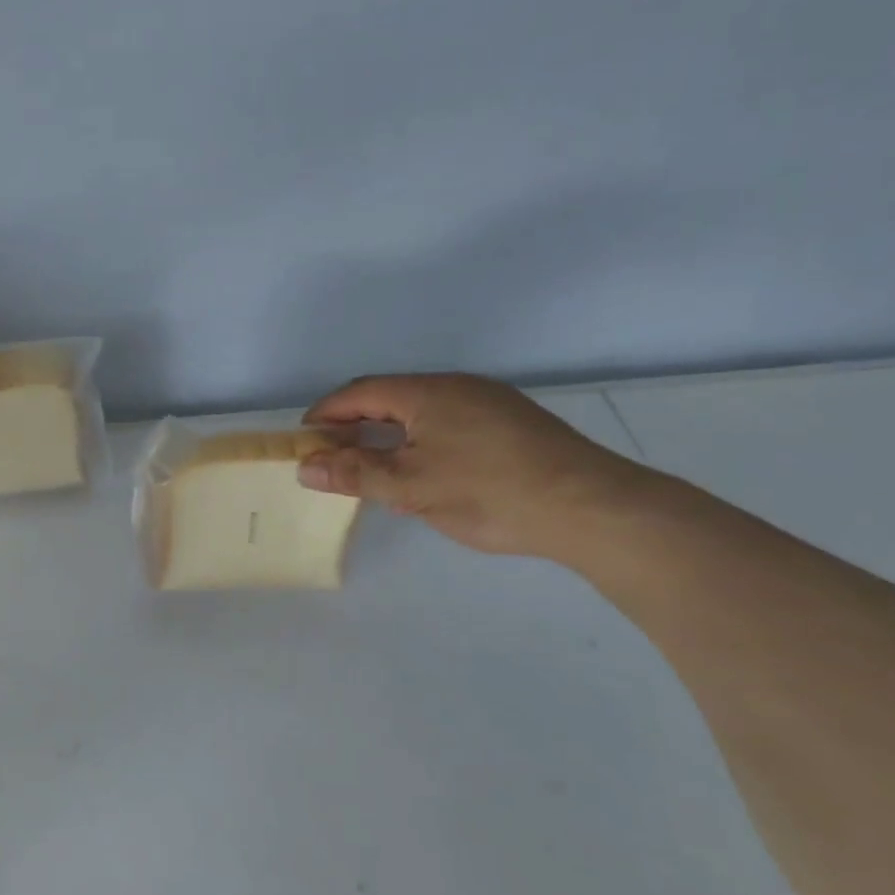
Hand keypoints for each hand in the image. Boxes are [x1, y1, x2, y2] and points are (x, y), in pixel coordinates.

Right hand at [296, 374, 652, 560]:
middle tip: (333, 456)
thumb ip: (354, 474)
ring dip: (388, 432)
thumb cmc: (488, 493)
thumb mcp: (410, 488)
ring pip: (421, 410)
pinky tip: (423, 469)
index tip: (303, 440)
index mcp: (428, 392)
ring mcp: (489, 402)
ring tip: (372, 466)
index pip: (360, 393)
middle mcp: (458, 386)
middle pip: (389, 397)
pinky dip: (419, 439)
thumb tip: (305, 467)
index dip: (326, 414)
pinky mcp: (512, 423)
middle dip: (355, 424)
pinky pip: (448, 421)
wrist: (591, 508)